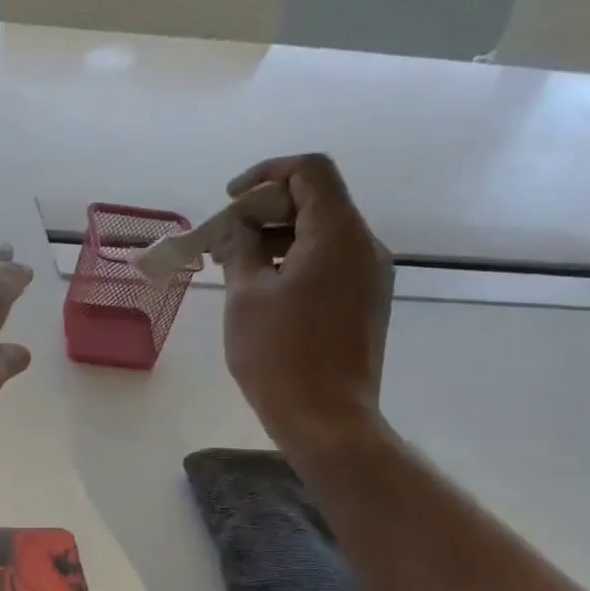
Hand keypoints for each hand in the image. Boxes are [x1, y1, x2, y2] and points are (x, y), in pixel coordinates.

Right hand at [216, 154, 392, 450]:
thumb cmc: (279, 355)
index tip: (228, 201)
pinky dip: (293, 261)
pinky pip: (328, 262)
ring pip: (320, 233)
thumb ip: (239, 249)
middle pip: (315, 201)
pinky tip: (261, 288)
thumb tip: (234, 227)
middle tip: (220, 240)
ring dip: (275, 237)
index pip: (309, 172)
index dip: (265, 175)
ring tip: (232, 265)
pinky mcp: (364, 301)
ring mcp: (369, 275)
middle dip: (263, 211)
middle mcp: (364, 246)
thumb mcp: (246, 297)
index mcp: (337, 236)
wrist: (326, 418)